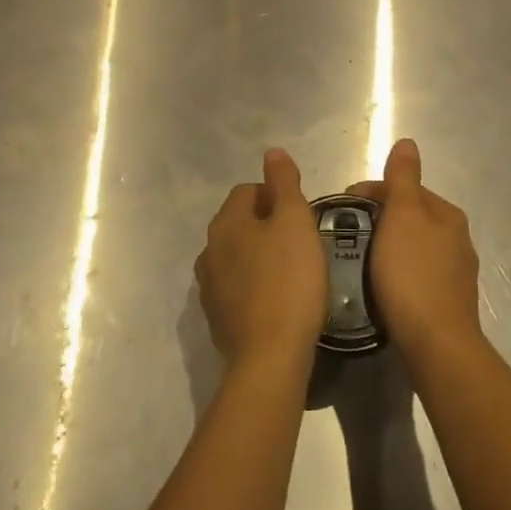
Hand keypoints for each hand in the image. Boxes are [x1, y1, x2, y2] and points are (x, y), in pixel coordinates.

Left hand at [196, 148, 327, 369]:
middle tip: (301, 240)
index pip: (247, 190)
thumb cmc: (289, 280)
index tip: (302, 214)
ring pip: (237, 255)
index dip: (276, 195)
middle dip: (268, 224)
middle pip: (240, 222)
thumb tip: (272, 152)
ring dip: (260, 255)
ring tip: (292, 269)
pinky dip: (255, 284)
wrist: (270, 357)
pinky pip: (238, 286)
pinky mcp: (217, 318)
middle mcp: (209, 250)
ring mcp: (209, 287)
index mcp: (225, 223)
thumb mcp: (295, 221)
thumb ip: (283, 182)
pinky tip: (278, 298)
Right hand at [358, 139, 483, 363]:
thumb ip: (403, 179)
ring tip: (361, 258)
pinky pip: (419, 275)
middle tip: (349, 232)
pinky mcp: (449, 303)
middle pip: (413, 216)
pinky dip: (399, 271)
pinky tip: (384, 286)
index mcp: (447, 214)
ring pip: (416, 246)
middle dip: (382, 217)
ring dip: (390, 245)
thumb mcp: (402, 216)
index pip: (406, 188)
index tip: (342, 205)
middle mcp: (458, 239)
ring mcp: (457, 273)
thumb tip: (408, 143)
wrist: (437, 344)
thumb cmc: (412, 274)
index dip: (373, 191)